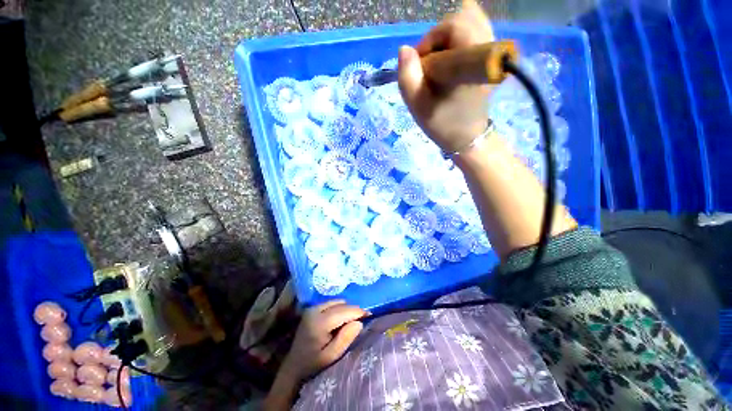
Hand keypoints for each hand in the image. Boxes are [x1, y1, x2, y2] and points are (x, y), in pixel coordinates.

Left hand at [280, 300, 366, 381]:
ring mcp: (313, 308)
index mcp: (319, 322)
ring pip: (337, 302)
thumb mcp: (330, 357)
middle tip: (362, 320)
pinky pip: (331, 303)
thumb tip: (359, 322)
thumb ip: (345, 339)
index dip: (358, 311)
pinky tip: (341, 319)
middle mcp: (315, 310)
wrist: (293, 366)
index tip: (369, 315)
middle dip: (353, 310)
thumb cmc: (313, 364)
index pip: (344, 311)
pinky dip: (339, 308)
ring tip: (351, 321)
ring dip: (346, 309)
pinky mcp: (312, 309)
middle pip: (341, 304)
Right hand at [398, 0, 494, 152]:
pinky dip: (459, 36)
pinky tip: (452, 55)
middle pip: (461, 18)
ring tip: (441, 62)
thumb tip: (404, 49)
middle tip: (431, 65)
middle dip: (439, 38)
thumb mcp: (418, 106)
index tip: (422, 66)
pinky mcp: (491, 54)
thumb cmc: (442, 123)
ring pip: (469, 19)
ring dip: (448, 38)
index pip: (452, 26)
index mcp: (470, 63)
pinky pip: (477, 27)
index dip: (431, 41)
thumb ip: (407, 77)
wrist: (467, 136)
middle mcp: (488, 49)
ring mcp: (493, 50)